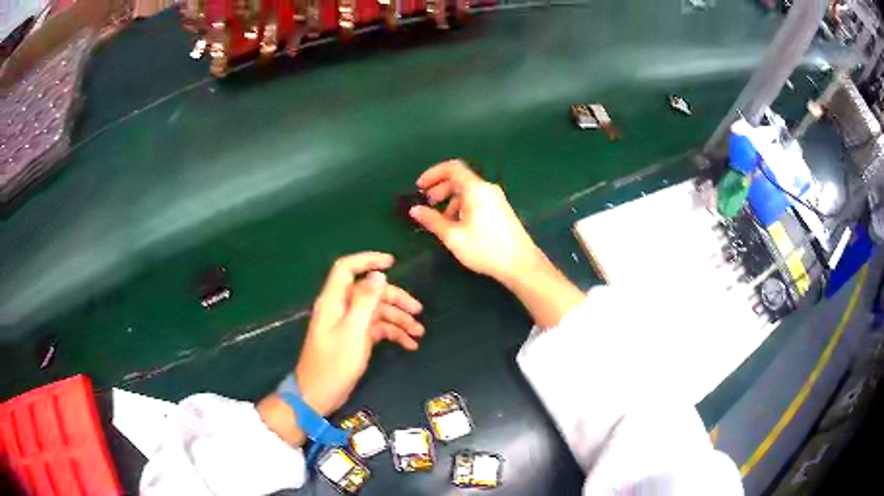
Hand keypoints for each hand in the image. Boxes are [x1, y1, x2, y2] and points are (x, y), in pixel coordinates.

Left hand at [296, 252, 424, 416]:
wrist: (319, 395)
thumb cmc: (334, 364)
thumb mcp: (353, 331)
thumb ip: (365, 301)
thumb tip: (379, 275)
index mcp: (334, 301)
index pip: (347, 268)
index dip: (368, 260)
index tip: (393, 262)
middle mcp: (340, 308)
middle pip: (369, 292)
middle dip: (395, 299)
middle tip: (418, 310)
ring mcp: (348, 324)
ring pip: (376, 312)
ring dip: (398, 320)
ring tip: (419, 332)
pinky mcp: (354, 339)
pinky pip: (376, 329)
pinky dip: (393, 334)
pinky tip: (409, 345)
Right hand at [409, 159, 543, 285]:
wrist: (521, 264)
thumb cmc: (485, 249)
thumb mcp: (454, 236)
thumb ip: (432, 221)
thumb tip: (414, 210)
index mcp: (476, 189)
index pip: (452, 168)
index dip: (433, 174)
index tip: (419, 187)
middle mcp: (487, 189)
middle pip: (459, 179)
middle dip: (439, 189)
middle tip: (426, 204)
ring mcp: (496, 199)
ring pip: (468, 191)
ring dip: (450, 200)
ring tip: (440, 219)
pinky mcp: (501, 209)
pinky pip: (477, 200)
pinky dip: (462, 206)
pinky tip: (458, 225)